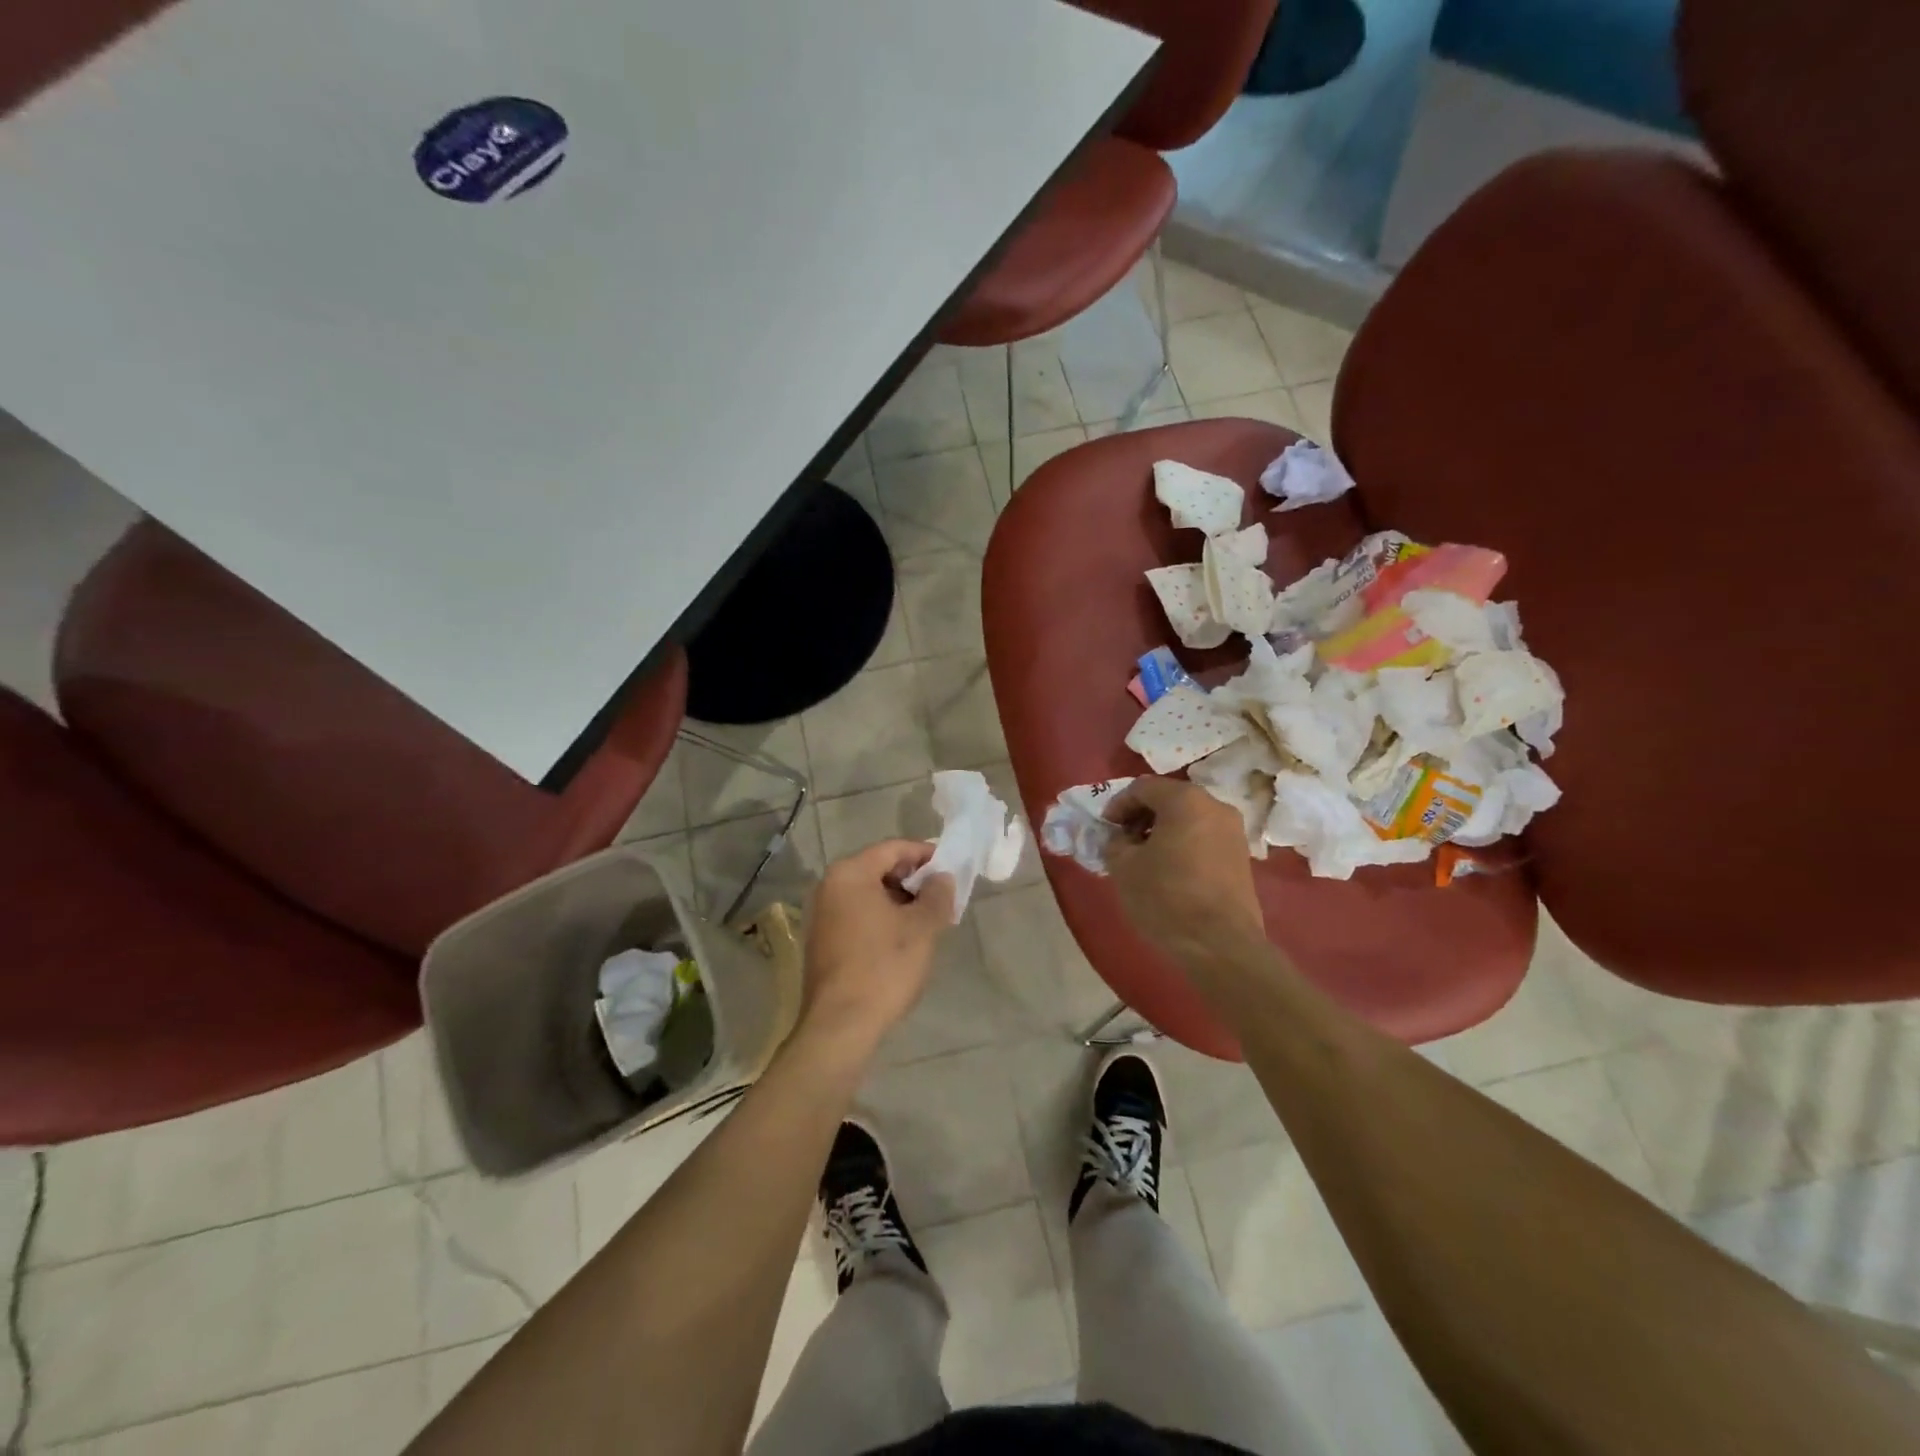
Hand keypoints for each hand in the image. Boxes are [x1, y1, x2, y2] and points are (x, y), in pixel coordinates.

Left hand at [799, 839, 954, 1053]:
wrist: (841, 1026)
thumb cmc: (883, 967)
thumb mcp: (922, 927)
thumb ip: (937, 894)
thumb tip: (941, 877)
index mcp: (849, 874)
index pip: (893, 848)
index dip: (925, 854)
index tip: (951, 869)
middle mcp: (829, 886)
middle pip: (879, 868)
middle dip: (913, 880)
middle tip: (943, 897)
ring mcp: (822, 915)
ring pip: (869, 894)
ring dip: (900, 901)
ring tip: (928, 920)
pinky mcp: (822, 940)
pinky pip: (858, 915)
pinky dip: (882, 918)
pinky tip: (903, 940)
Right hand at [1104, 776, 1266, 967]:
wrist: (1220, 944)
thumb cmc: (1166, 897)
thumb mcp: (1123, 867)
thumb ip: (1115, 842)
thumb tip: (1121, 838)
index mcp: (1185, 800)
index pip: (1142, 788)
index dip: (1118, 805)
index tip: (1105, 829)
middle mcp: (1215, 806)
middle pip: (1169, 799)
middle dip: (1141, 816)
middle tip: (1122, 841)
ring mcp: (1233, 831)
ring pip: (1188, 819)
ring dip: (1162, 831)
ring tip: (1144, 858)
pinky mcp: (1242, 856)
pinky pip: (1204, 838)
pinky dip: (1183, 845)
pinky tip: (1169, 871)